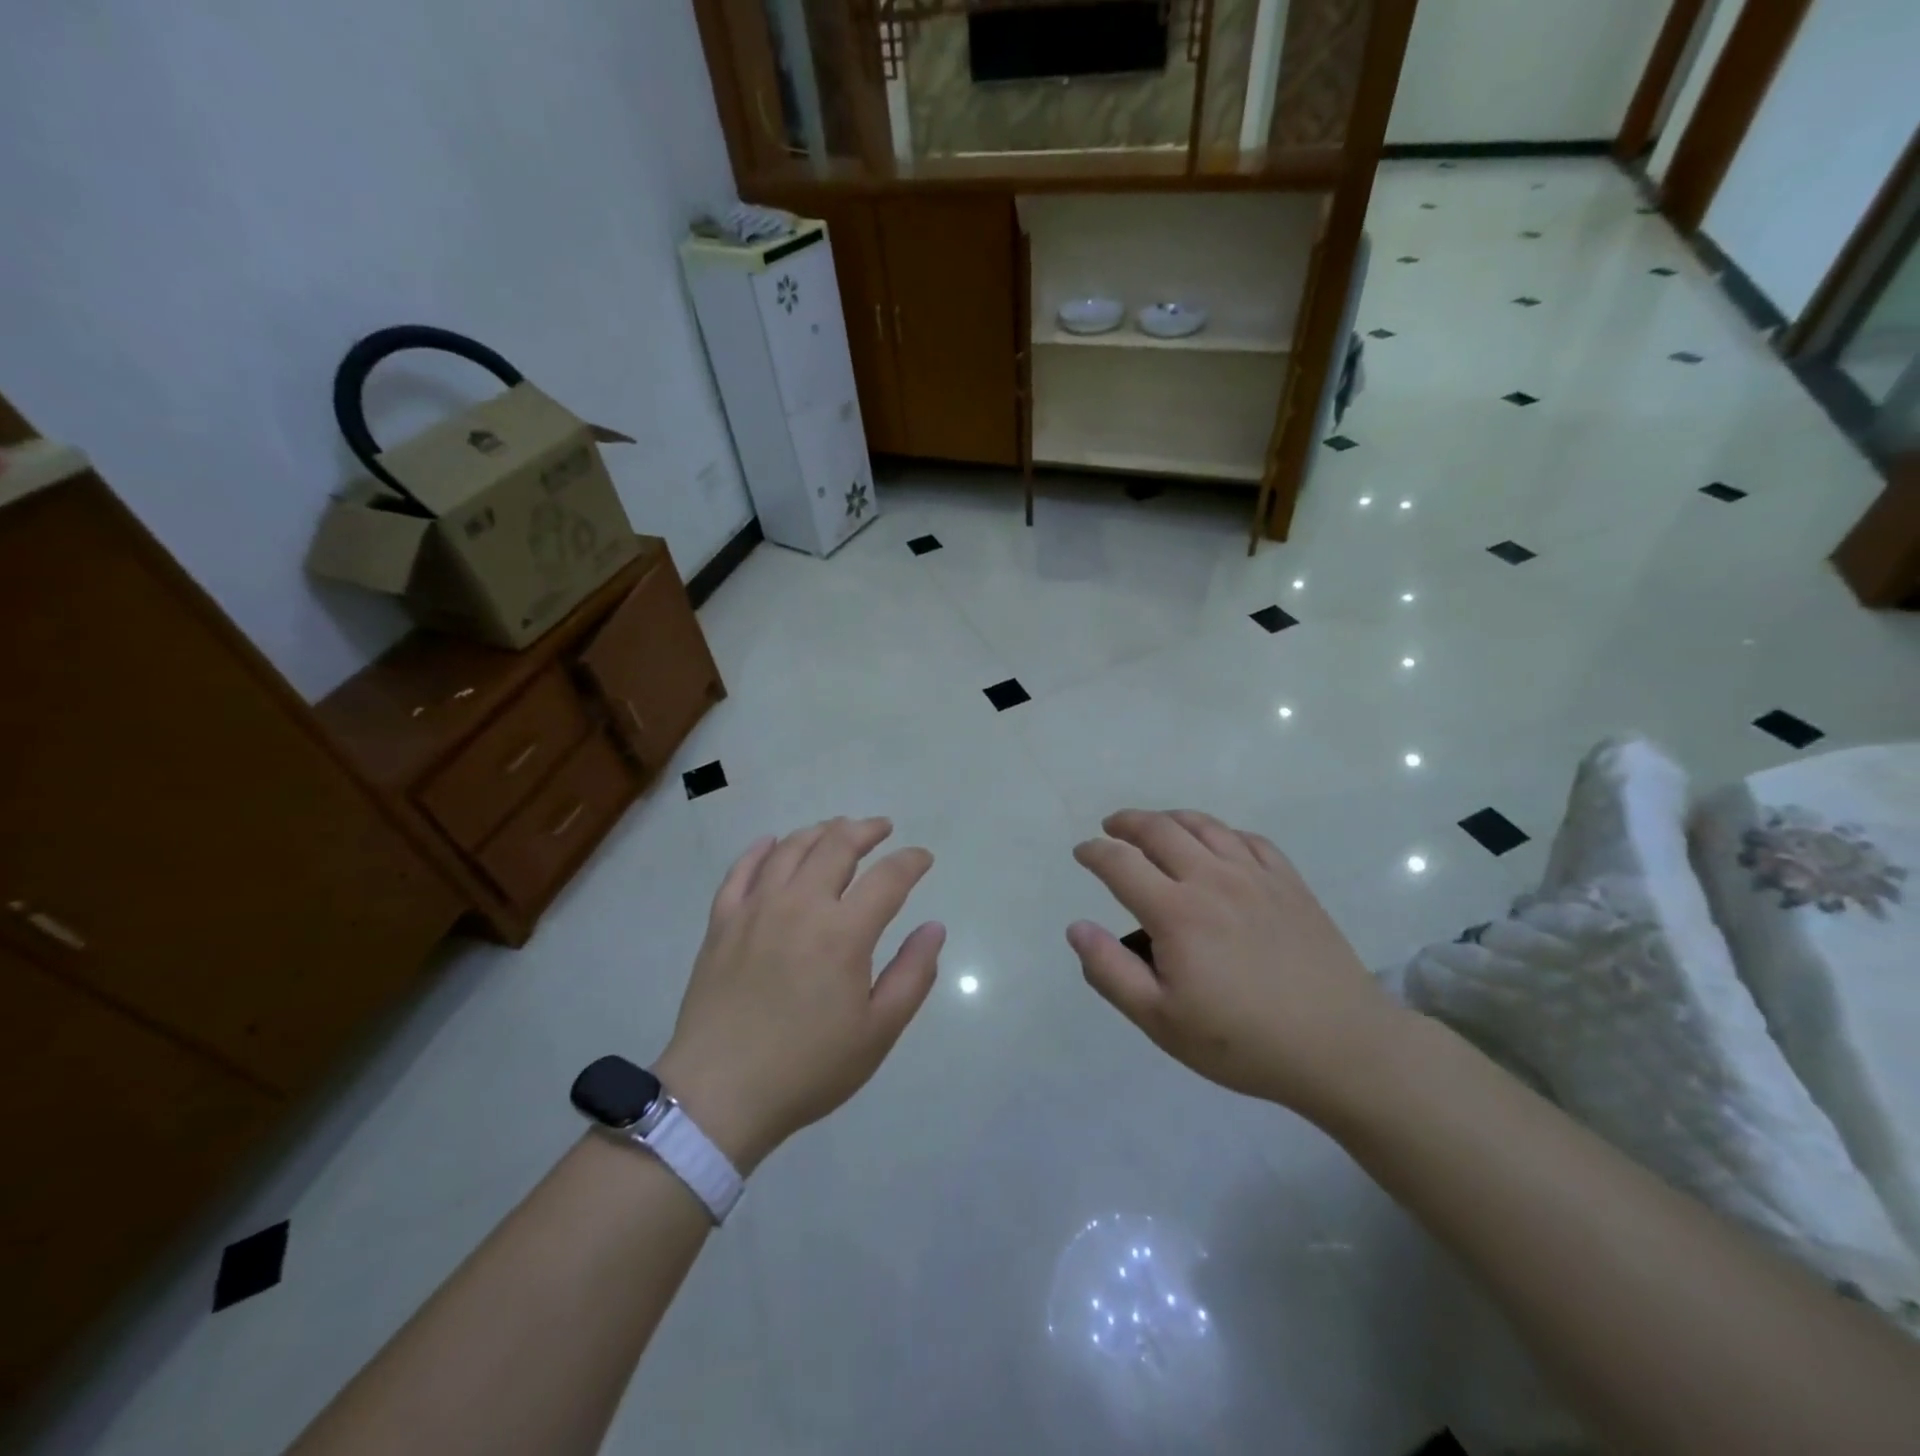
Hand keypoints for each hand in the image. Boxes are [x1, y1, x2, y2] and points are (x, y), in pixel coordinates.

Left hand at [655, 818, 943, 1171]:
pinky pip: (741, 870)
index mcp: (844, 932)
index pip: (888, 877)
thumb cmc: (808, 1067)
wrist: (719, 1094)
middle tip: (881, 828)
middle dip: (866, 830)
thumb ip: (913, 974)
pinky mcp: (722, 922)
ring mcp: (756, 909)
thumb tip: (934, 927)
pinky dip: (760, 849)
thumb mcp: (878, 1031)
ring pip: (791, 849)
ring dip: (820, 831)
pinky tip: (771, 842)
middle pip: (837, 845)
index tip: (922, 858)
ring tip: (837, 829)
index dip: (911, 861)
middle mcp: (801, 905)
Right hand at [1067, 809, 1408, 1121]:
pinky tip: (1217, 843)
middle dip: (1127, 822)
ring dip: (1170, 818)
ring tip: (1156, 825)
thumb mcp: (1161, 1021)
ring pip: (1204, 826)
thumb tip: (1076, 927)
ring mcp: (1256, 876)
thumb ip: (1111, 971)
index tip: (1082, 852)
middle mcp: (1212, 879)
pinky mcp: (1289, 883)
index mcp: (1176, 912)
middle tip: (1111, 827)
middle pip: (1160, 830)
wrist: (1341, 1046)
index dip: (1094, 852)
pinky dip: (1221, 832)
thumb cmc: (1242, 1041)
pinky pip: (1248, 839)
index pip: (1120, 864)